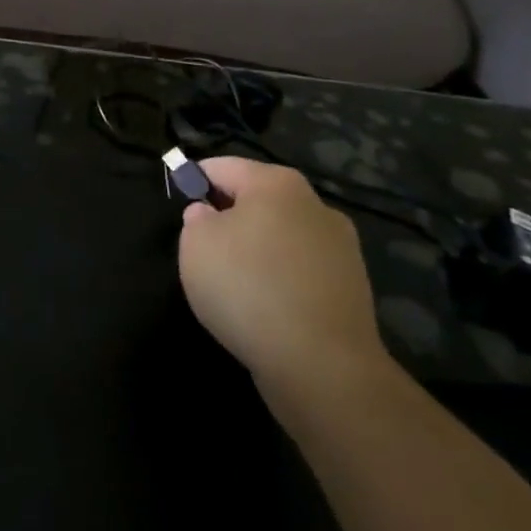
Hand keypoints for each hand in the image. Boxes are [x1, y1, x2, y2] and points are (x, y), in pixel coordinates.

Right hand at [177, 158, 388, 396]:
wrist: (321, 363)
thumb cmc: (247, 288)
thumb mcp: (195, 245)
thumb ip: (196, 219)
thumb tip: (210, 216)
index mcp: (276, 183)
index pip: (222, 167)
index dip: (194, 181)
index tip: (179, 207)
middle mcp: (315, 204)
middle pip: (258, 199)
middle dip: (229, 216)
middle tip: (202, 247)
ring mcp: (341, 246)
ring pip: (281, 234)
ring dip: (257, 248)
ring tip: (233, 282)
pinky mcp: (352, 286)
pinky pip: (301, 268)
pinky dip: (279, 277)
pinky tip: (264, 305)